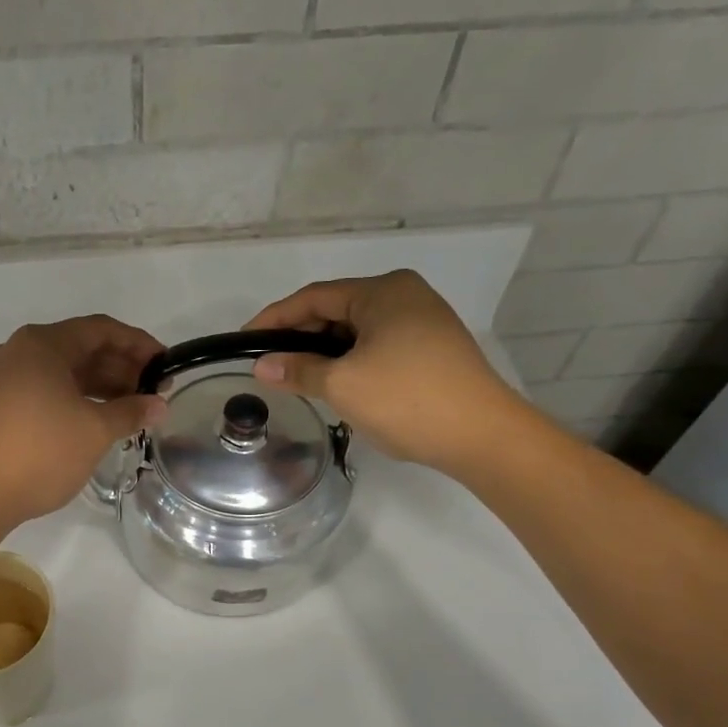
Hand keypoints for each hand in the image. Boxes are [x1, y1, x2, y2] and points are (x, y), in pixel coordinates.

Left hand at [0, 316, 166, 527]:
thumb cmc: (41, 452)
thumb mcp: (95, 430)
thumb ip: (131, 411)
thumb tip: (159, 405)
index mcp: (43, 344)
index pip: (101, 330)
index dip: (138, 344)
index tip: (166, 364)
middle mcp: (22, 352)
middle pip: (82, 348)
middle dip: (122, 367)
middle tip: (155, 390)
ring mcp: (8, 378)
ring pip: (66, 371)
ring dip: (102, 385)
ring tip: (135, 407)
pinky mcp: (2, 404)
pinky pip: (49, 388)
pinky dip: (79, 397)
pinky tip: (101, 418)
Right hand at [244, 270, 533, 473]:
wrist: (483, 435)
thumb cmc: (407, 399)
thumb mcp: (342, 385)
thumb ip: (298, 370)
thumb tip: (261, 366)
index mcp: (383, 291)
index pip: (313, 298)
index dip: (274, 318)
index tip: (244, 340)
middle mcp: (405, 295)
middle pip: (336, 311)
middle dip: (300, 338)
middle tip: (270, 365)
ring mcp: (424, 322)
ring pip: (358, 332)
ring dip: (325, 353)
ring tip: (298, 379)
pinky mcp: (433, 349)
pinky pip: (378, 346)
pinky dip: (351, 362)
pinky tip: (337, 385)